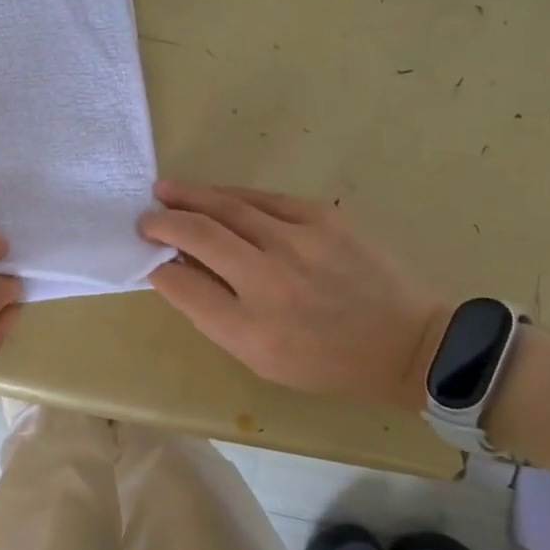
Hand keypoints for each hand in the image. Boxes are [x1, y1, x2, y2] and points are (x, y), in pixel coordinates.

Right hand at [139, 180, 444, 410]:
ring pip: (230, 205)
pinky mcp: (323, 216)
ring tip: (166, 190)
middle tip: (145, 214)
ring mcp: (300, 240)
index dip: (157, 261)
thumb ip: (210, 311)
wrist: (405, 341)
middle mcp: (271, 277)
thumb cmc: (324, 359)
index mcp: (252, 324)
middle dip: (166, 219)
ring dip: (192, 196)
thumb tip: (172, 268)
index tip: (145, 250)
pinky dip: (231, 195)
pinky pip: (263, 198)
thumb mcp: (258, 355)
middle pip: (202, 232)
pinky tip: (216, 194)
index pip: (184, 281)